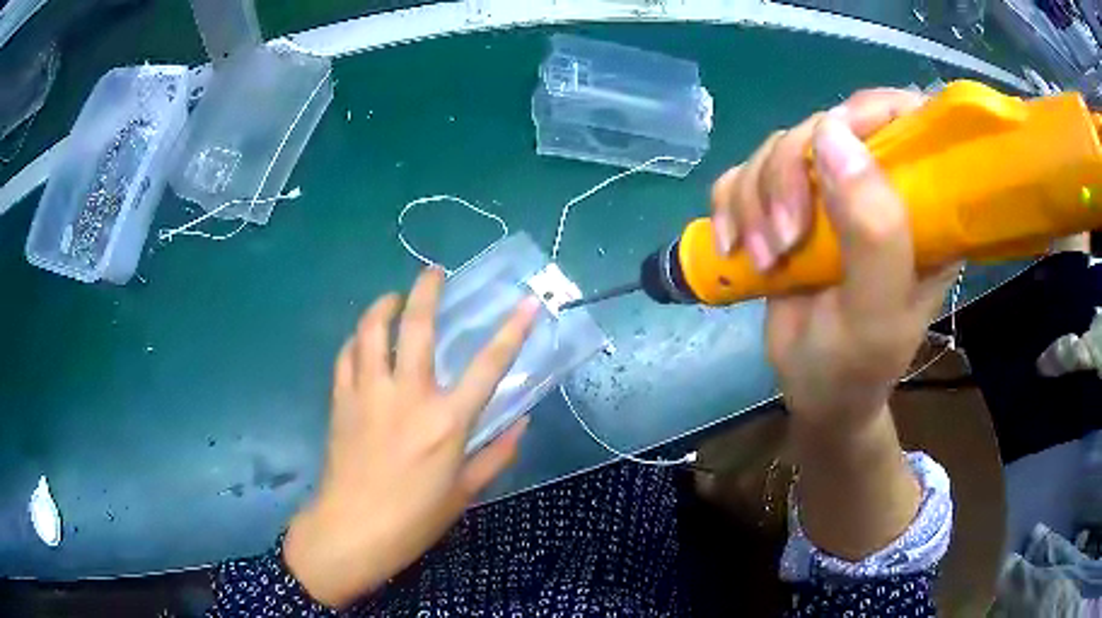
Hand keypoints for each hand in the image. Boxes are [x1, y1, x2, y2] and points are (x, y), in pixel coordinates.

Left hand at [283, 268, 539, 607]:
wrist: (352, 531)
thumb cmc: (414, 519)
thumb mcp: (464, 493)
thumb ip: (497, 454)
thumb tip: (522, 423)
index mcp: (446, 422)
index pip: (488, 366)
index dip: (512, 331)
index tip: (527, 302)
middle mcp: (408, 396)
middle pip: (416, 326)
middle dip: (427, 290)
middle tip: (433, 273)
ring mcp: (368, 394)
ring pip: (372, 331)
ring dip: (383, 306)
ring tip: (393, 298)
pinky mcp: (341, 400)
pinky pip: (346, 356)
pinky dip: (356, 340)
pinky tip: (363, 340)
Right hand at [711, 89, 958, 425]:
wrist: (812, 391)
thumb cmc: (856, 366)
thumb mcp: (875, 313)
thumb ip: (874, 232)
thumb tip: (831, 132)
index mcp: (922, 206)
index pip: (906, 118)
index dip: (865, 112)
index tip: (828, 146)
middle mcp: (878, 186)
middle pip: (826, 125)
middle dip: (790, 174)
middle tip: (783, 240)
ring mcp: (830, 192)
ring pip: (778, 146)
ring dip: (756, 200)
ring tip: (763, 259)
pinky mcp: (787, 203)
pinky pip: (744, 172)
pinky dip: (730, 205)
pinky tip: (734, 247)